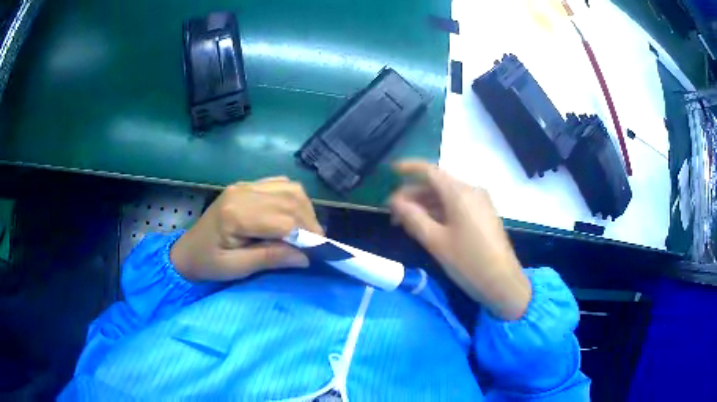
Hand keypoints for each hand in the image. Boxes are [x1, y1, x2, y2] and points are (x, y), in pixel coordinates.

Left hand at [170, 177, 323, 281]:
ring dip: (304, 209)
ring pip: (289, 188)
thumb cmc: (207, 264)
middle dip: (309, 222)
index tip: (320, 252)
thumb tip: (306, 256)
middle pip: (290, 199)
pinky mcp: (246, 186)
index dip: (306, 235)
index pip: (283, 219)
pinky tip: (293, 215)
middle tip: (316, 244)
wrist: (186, 251)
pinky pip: (280, 184)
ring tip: (307, 230)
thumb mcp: (236, 269)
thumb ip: (269, 259)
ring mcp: (244, 186)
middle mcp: (242, 192)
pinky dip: (294, 198)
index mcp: (235, 214)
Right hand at [389, 161, 530, 320]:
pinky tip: (427, 225)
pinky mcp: (483, 214)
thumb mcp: (436, 241)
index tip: (390, 171)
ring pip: (446, 196)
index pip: (429, 171)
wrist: (503, 282)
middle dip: (413, 195)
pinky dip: (439, 211)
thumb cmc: (468, 262)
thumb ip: (413, 217)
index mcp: (460, 193)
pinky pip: (457, 205)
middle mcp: (471, 191)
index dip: (408, 168)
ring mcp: (480, 202)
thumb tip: (395, 201)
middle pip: (437, 184)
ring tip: (405, 223)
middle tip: (392, 213)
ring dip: (425, 205)